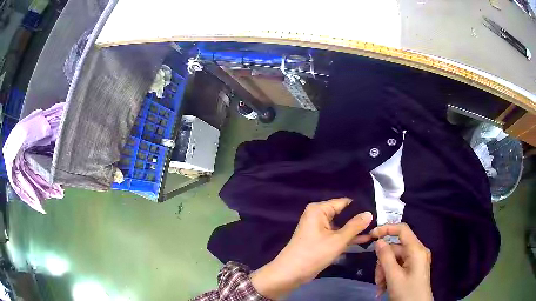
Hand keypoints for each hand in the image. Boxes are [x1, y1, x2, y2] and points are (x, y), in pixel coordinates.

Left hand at [251, 198, 372, 299]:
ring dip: (356, 230)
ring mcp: (319, 228)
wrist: (291, 273)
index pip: (345, 203)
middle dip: (359, 219)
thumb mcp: (338, 240)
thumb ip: (355, 226)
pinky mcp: (321, 239)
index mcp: (319, 209)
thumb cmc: (314, 254)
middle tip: (379, 222)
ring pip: (342, 226)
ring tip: (376, 230)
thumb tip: (369, 213)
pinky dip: (348, 238)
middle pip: (344, 214)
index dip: (360, 207)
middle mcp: (319, 215)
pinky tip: (365, 239)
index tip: (378, 211)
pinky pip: (337, 235)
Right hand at [371, 223, 432, 300]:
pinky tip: (384, 287)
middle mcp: (417, 251)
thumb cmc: (407, 292)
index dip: (386, 229)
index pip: (402, 229)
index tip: (371, 236)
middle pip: (395, 248)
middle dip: (383, 262)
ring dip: (384, 271)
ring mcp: (416, 260)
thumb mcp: (394, 277)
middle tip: (378, 279)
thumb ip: (385, 257)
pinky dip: (389, 275)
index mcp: (416, 250)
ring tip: (381, 286)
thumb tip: (378, 241)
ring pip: (394, 259)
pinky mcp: (413, 268)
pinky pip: (398, 266)